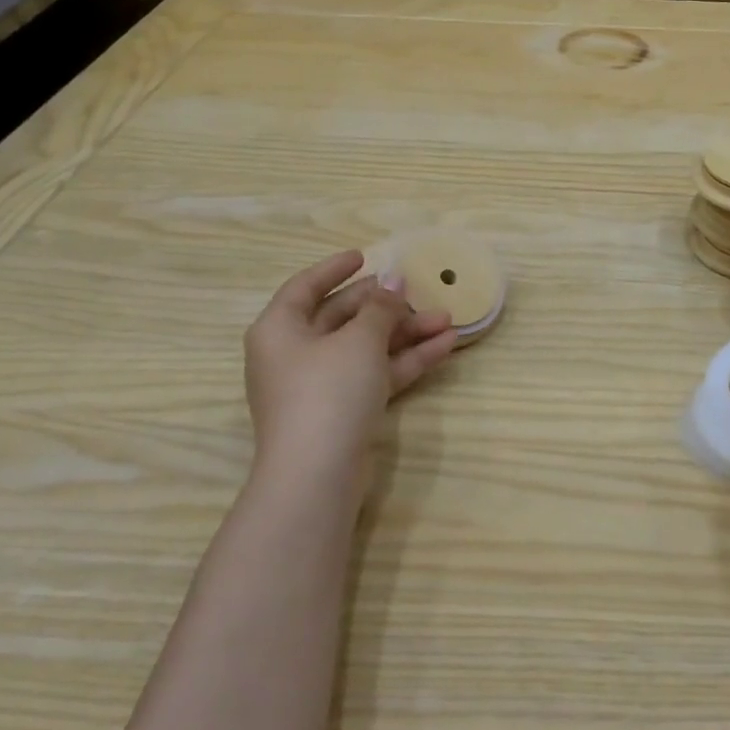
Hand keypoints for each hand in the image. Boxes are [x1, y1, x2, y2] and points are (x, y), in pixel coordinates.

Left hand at [243, 251, 457, 511]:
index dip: (335, 269)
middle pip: (344, 317)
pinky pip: (377, 374)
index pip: (305, 287)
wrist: (317, 474)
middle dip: (387, 305)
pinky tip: (445, 346)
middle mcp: (296, 353)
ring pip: (367, 347)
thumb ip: (380, 307)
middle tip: (420, 291)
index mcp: (280, 329)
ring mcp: (321, 384)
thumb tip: (394, 279)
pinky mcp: (344, 410)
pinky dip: (407, 360)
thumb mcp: (359, 340)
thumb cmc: (327, 391)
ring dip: (406, 333)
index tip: (364, 255)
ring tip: (448, 319)